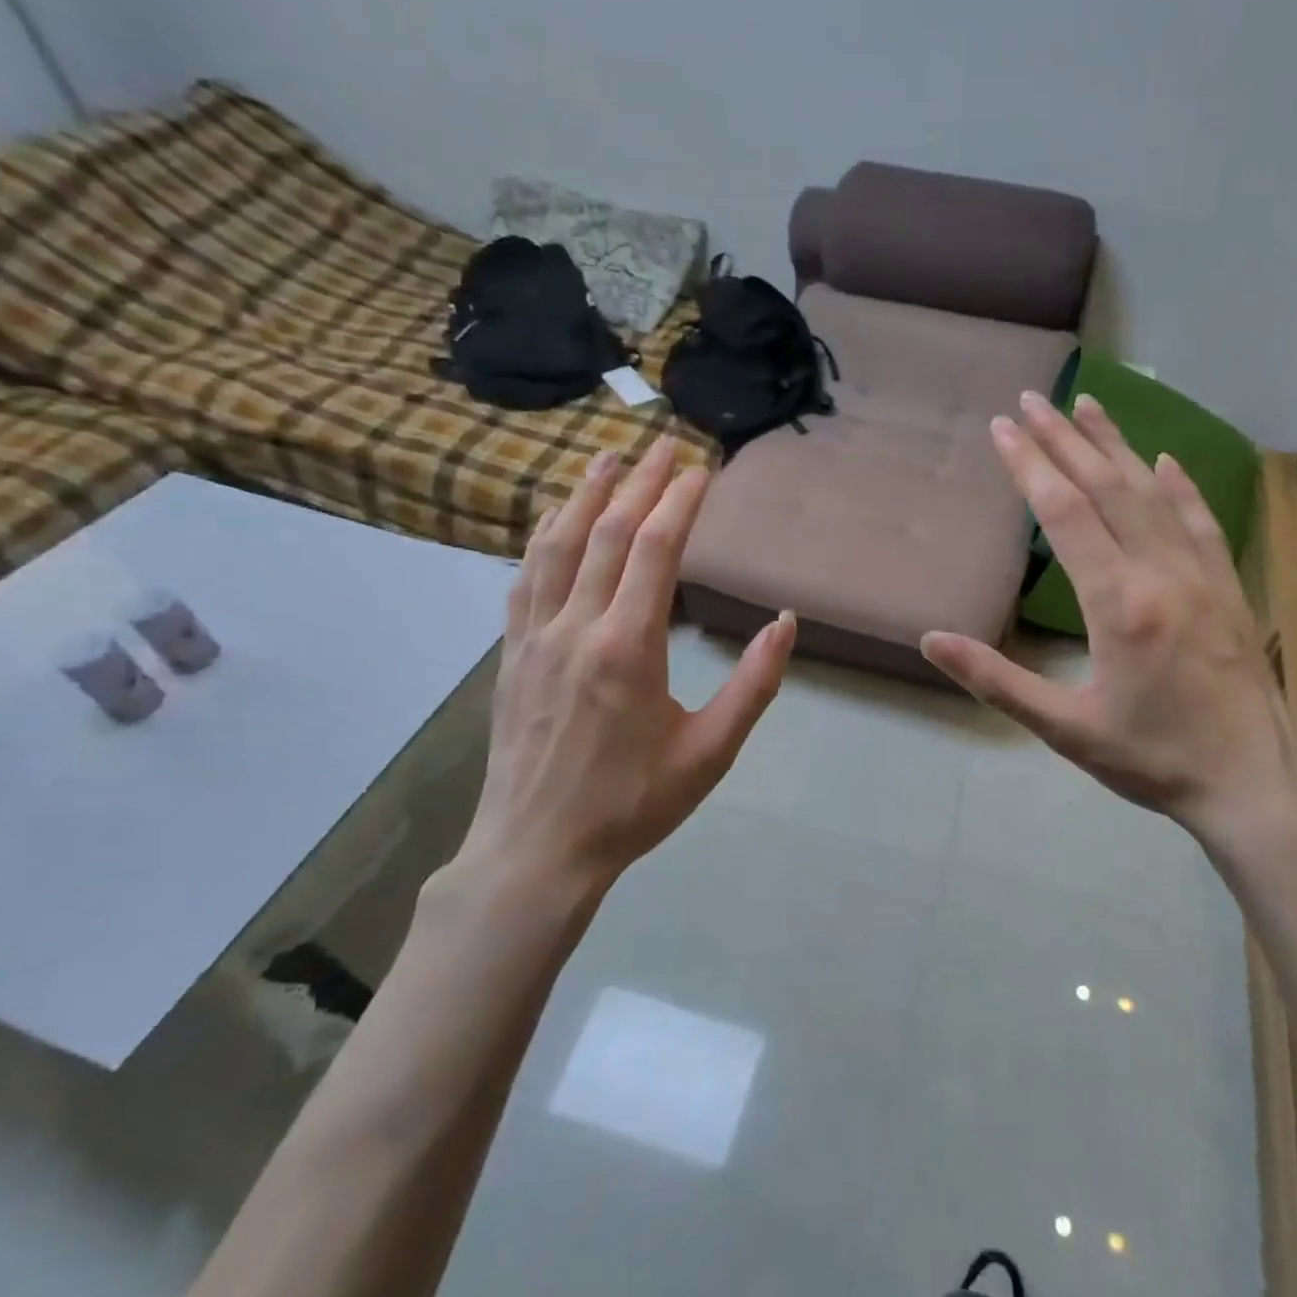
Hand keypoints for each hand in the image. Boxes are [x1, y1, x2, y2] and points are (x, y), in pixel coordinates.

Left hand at [449, 438, 795, 898]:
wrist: (538, 851)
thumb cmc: (634, 804)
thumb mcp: (711, 752)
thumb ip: (754, 684)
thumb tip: (785, 624)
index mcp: (628, 649)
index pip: (654, 551)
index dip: (679, 502)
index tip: (701, 469)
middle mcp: (576, 628)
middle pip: (606, 533)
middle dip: (639, 482)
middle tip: (664, 445)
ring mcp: (534, 638)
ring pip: (556, 545)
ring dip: (584, 495)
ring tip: (607, 458)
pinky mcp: (512, 655)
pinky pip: (525, 578)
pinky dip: (543, 536)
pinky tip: (554, 520)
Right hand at [921, 393, 1296, 861]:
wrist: (1255, 784)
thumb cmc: (1153, 760)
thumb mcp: (1065, 729)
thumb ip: (996, 681)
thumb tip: (931, 640)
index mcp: (1118, 604)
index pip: (1066, 514)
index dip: (1030, 466)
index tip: (1003, 427)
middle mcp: (1162, 573)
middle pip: (1108, 487)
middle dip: (1065, 439)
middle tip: (1032, 399)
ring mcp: (1202, 575)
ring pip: (1154, 493)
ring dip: (1117, 446)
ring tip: (1088, 405)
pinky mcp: (1228, 587)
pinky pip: (1200, 522)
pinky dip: (1179, 486)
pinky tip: (1165, 461)